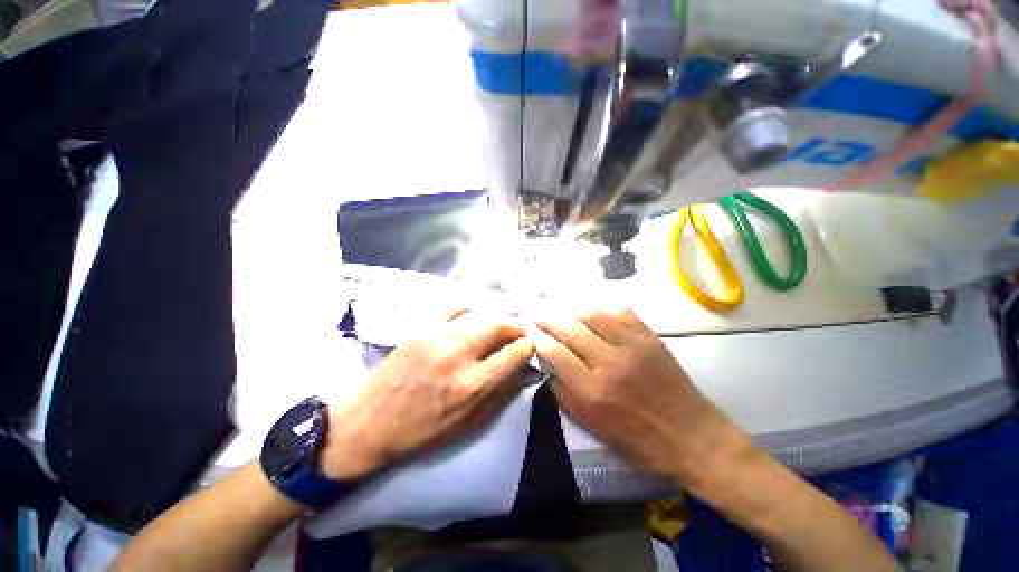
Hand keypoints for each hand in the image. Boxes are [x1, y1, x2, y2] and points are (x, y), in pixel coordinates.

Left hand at [321, 310, 533, 479]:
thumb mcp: (469, 424)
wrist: (368, 423)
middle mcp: (459, 354)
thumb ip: (501, 394)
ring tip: (503, 320)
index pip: (515, 353)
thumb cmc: (421, 432)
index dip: (528, 347)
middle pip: (501, 324)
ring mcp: (438, 336)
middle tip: (520, 329)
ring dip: (497, 314)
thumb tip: (525, 370)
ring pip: (480, 312)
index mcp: (473, 384)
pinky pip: (453, 307)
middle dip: (517, 324)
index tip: (529, 347)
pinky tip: (473, 314)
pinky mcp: (421, 327)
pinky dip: (469, 308)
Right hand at [532, 308, 753, 487]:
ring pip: (593, 315)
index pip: (556, 353)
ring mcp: (633, 346)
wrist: (692, 437)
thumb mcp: (591, 426)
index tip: (532, 334)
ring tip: (563, 314)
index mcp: (593, 391)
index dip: (539, 340)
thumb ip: (564, 393)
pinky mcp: (650, 338)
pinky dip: (601, 310)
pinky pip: (620, 312)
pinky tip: (594, 315)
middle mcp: (610, 363)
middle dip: (549, 319)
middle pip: (570, 329)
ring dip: (572, 312)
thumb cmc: (638, 440)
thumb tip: (549, 365)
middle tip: (539, 317)